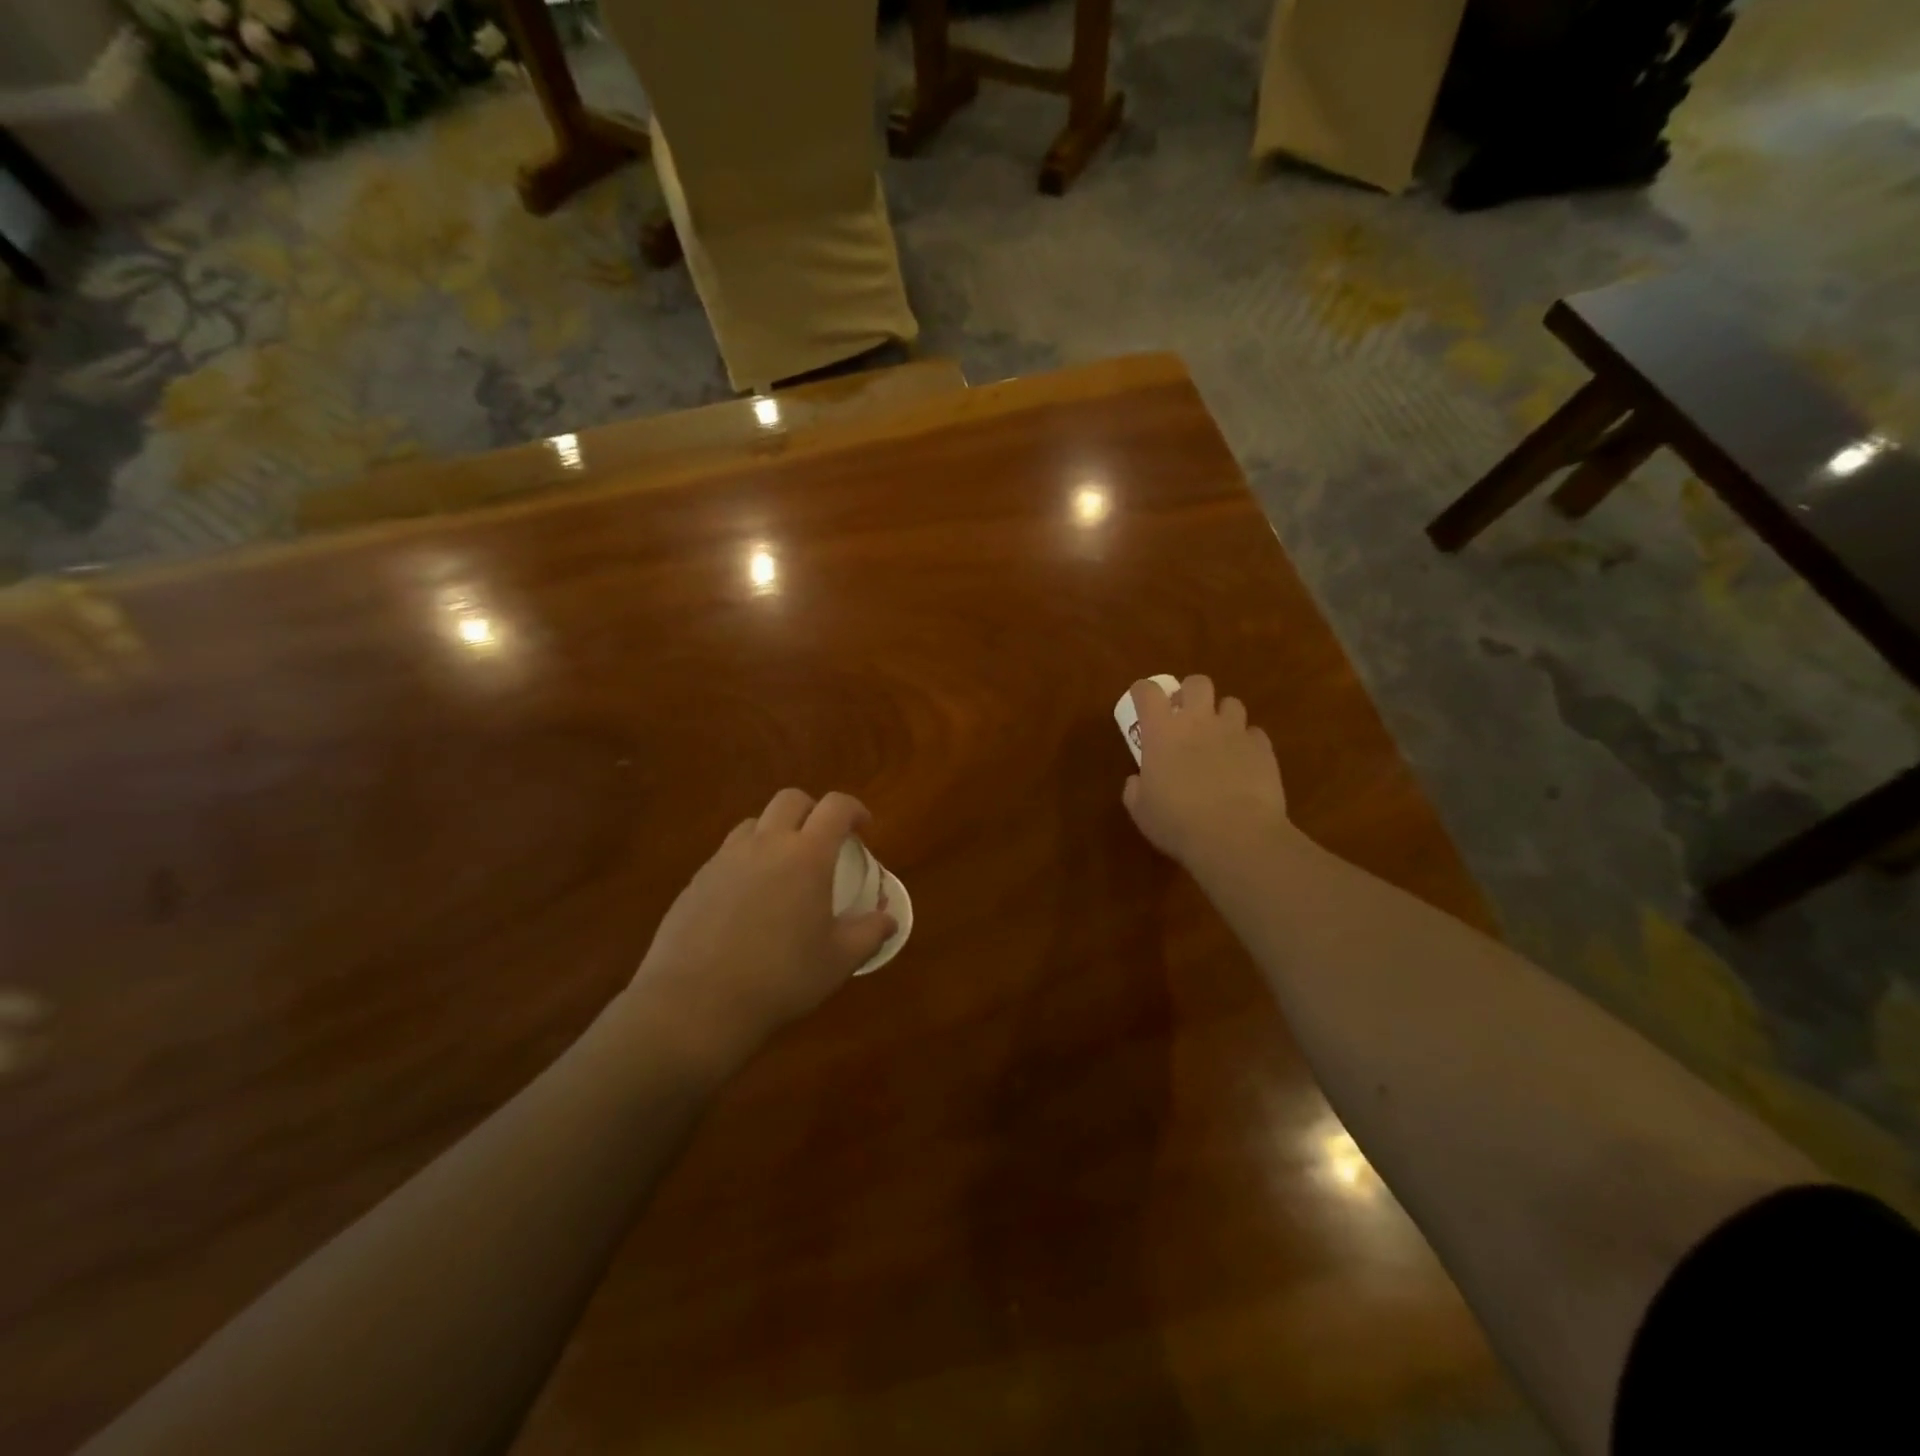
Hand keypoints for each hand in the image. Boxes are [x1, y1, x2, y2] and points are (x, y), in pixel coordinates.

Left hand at [623, 790, 895, 1071]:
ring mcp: (725, 859)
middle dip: (813, 810)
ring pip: (754, 823)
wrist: (695, 1004)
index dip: (854, 809)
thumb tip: (889, 918)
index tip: (863, 828)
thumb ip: (869, 933)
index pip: (836, 807)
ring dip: (775, 832)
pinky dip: (746, 861)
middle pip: (791, 800)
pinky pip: (727, 854)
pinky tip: (748, 900)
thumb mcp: (838, 961)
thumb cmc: (780, 978)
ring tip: (783, 866)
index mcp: (807, 855)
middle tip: (823, 840)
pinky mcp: (696, 880)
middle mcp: (765, 844)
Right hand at [1122, 675, 1291, 872]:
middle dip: (1190, 693)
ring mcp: (1234, 732)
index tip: (1141, 701)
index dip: (1143, 692)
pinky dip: (1247, 743)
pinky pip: (1254, 734)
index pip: (1148, 692)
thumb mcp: (1141, 811)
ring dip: (1222, 716)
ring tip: (1218, 739)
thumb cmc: (1178, 823)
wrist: (1236, 837)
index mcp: (1162, 731)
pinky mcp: (1263, 749)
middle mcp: (1199, 721)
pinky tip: (1243, 763)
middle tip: (1185, 716)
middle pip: (1197, 683)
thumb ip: (1135, 789)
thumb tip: (1137, 781)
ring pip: (1231, 703)